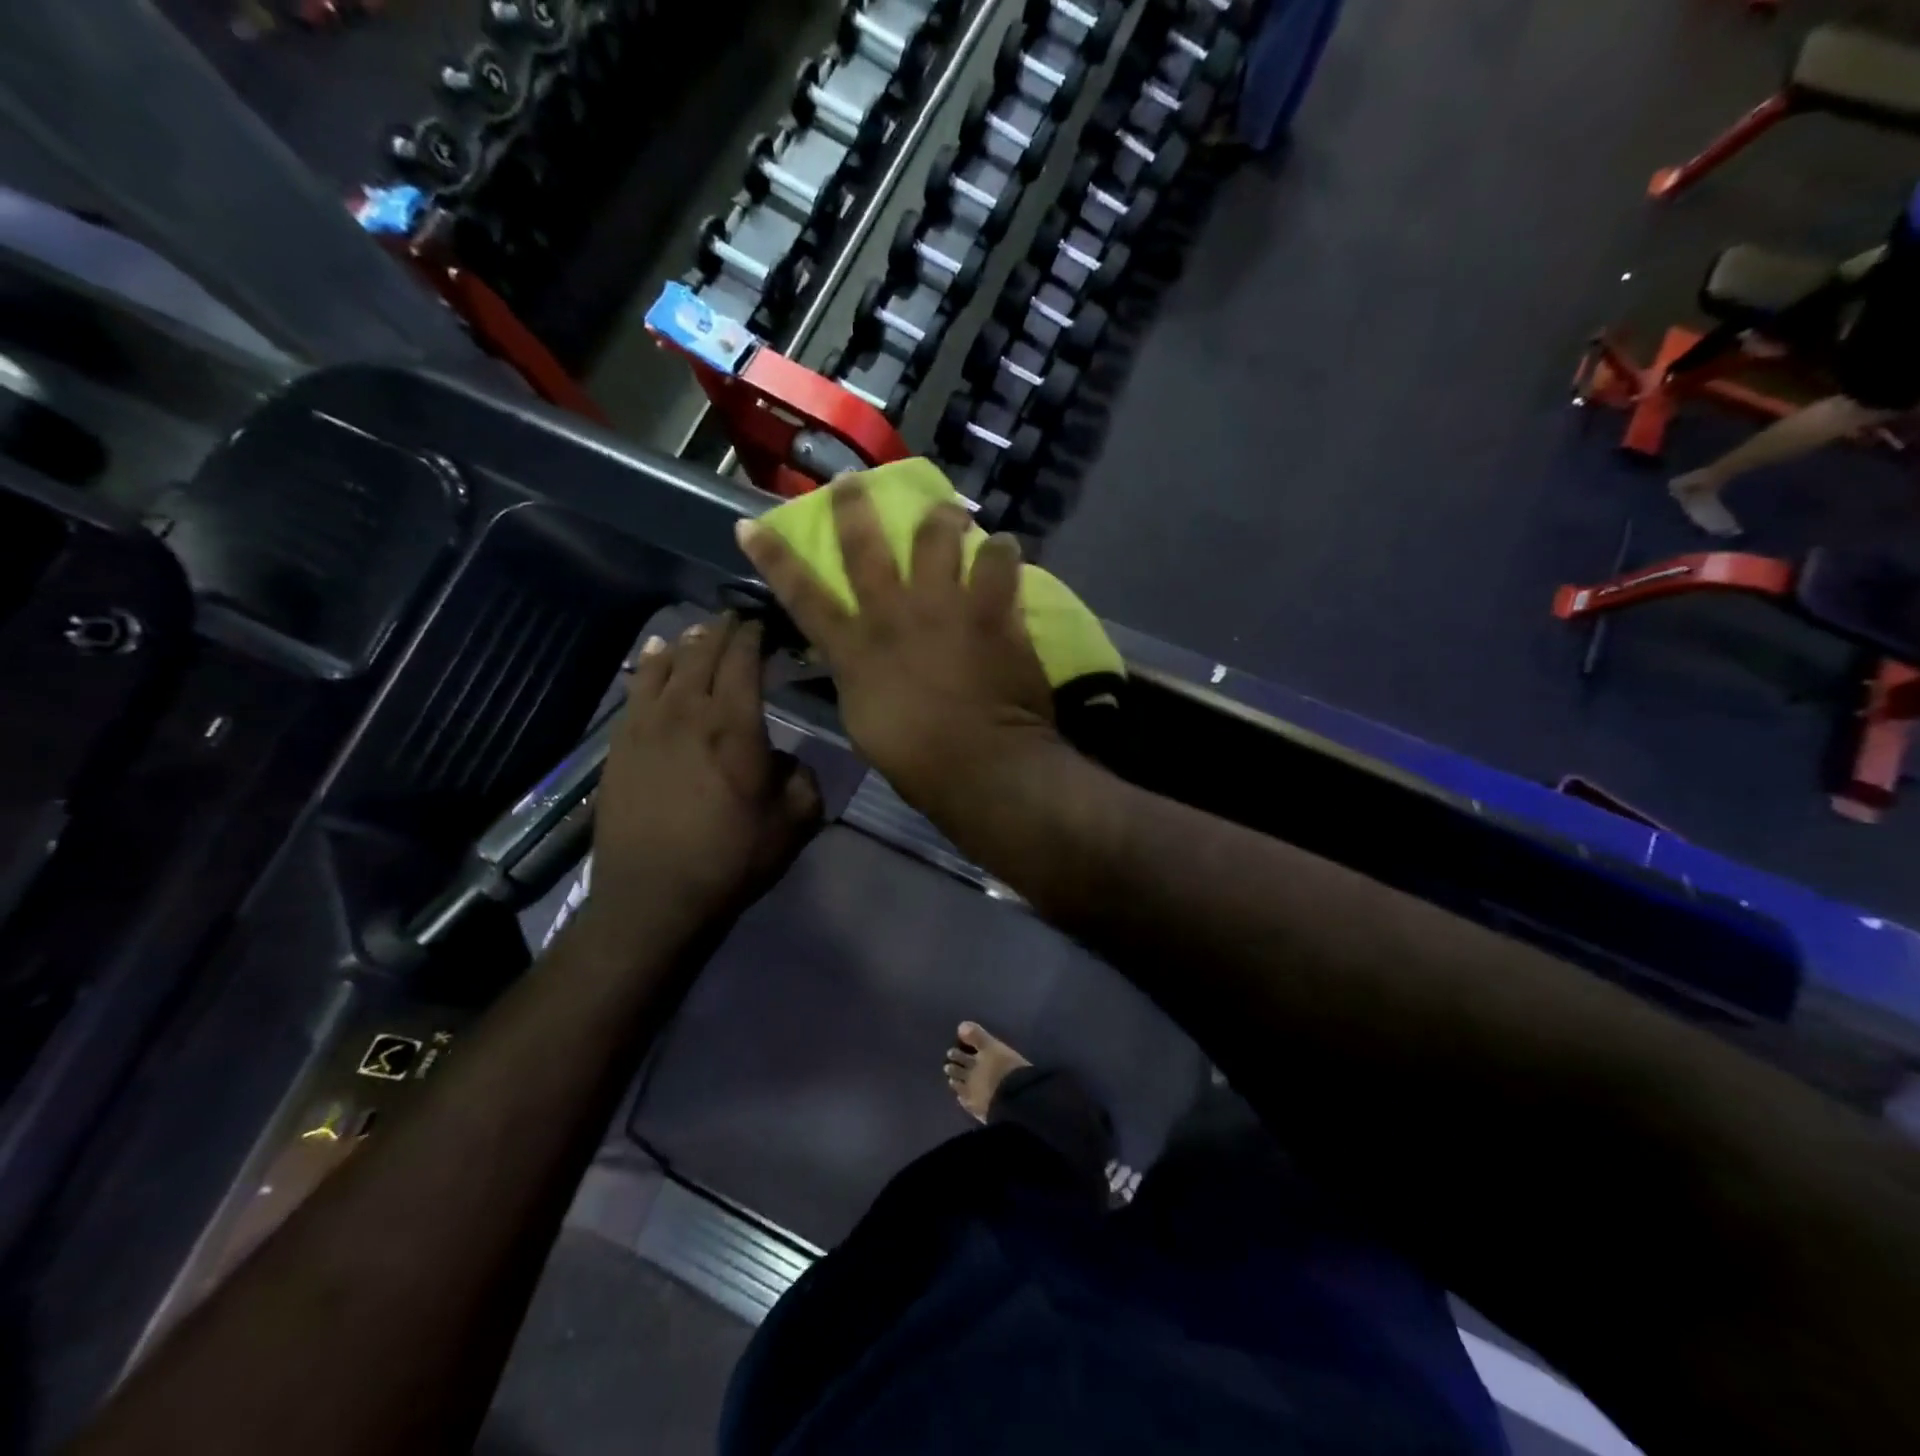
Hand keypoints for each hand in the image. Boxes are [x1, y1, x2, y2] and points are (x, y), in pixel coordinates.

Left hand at [583, 615, 821, 953]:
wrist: (655, 897)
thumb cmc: (732, 858)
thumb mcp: (795, 822)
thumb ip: (803, 777)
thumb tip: (785, 759)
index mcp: (734, 724)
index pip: (743, 659)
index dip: (754, 636)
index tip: (764, 625)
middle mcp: (687, 711)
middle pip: (703, 652)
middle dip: (722, 630)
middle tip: (736, 620)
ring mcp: (646, 724)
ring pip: (665, 664)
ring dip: (687, 643)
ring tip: (700, 634)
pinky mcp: (620, 743)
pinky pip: (635, 688)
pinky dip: (649, 665)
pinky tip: (655, 656)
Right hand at [735, 480, 1059, 817]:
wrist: (979, 762)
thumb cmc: (915, 760)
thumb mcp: (863, 720)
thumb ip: (856, 678)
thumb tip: (855, 658)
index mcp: (854, 647)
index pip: (802, 595)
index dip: (773, 558)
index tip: (750, 524)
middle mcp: (892, 613)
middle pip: (865, 547)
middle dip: (853, 508)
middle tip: (853, 480)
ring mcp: (942, 606)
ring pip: (936, 538)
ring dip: (941, 518)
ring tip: (949, 510)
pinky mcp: (990, 610)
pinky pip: (999, 564)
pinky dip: (1003, 552)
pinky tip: (1007, 547)